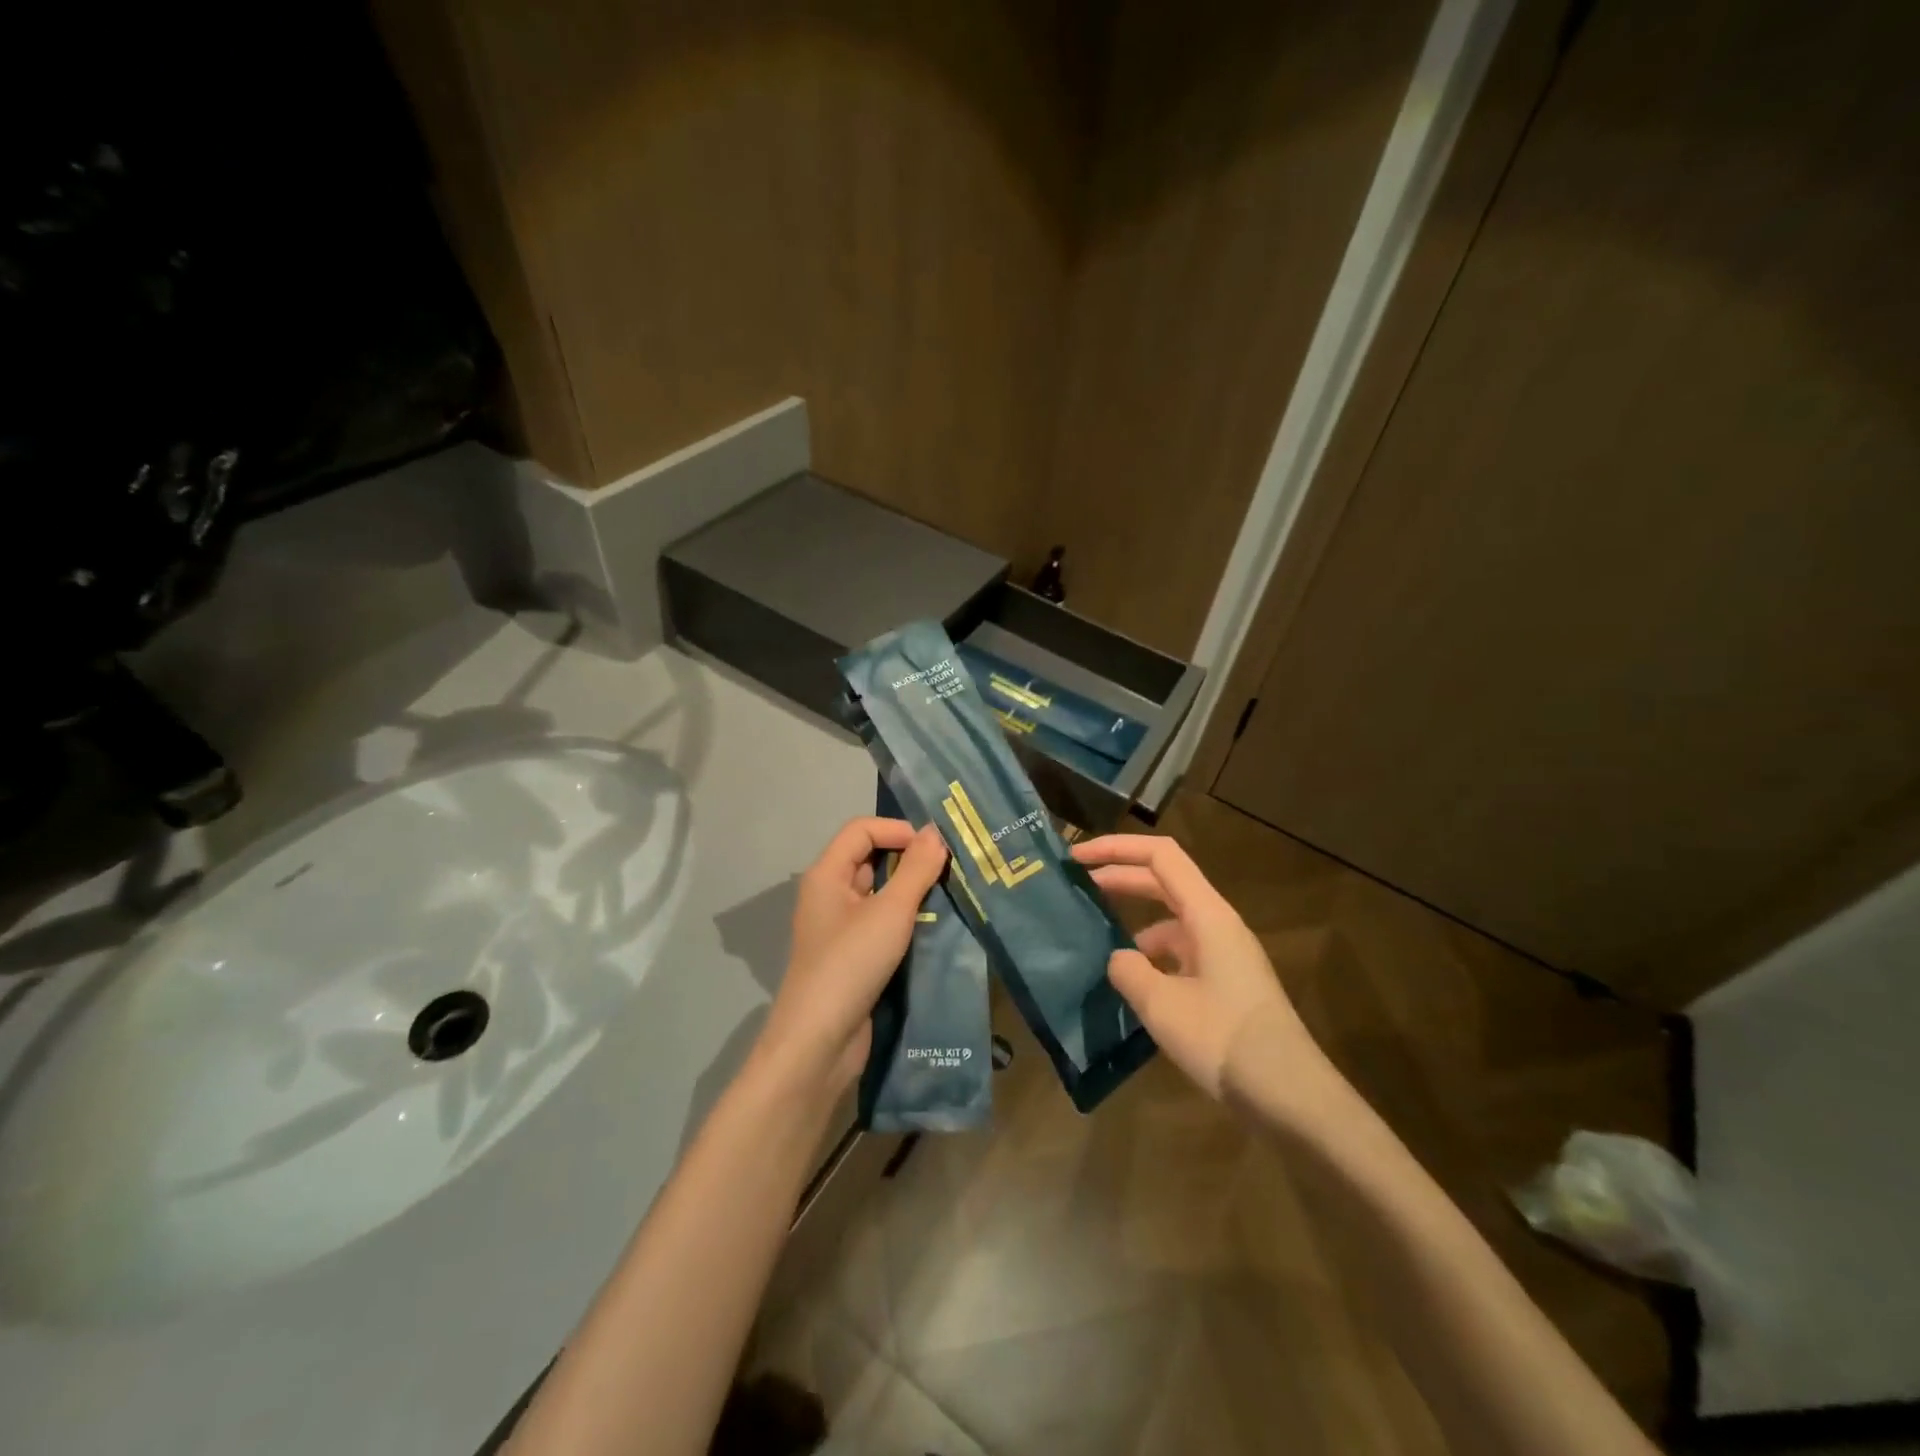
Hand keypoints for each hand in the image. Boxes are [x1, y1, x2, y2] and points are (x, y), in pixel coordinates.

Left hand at [754, 817, 948, 1095]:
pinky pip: (881, 924)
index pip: (861, 830)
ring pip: (879, 894)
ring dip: (911, 892)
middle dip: (909, 859)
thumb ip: (916, 870)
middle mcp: (829, 895)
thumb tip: (934, 832)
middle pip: (870, 859)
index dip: (897, 830)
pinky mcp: (852, 957)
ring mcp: (839, 928)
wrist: (819, 1043)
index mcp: (826, 875)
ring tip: (950, 896)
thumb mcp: (890, 912)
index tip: (936, 846)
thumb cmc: (850, 964)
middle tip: (951, 867)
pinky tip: (934, 929)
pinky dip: (905, 921)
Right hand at [1073, 834, 1319, 1101]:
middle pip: (1164, 882)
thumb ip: (1129, 971)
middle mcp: (1218, 924)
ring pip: (1172, 920)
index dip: (1117, 848)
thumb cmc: (1225, 1040)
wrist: (1291, 1097)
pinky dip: (1152, 957)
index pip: (1160, 857)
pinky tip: (1131, 986)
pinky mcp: (1226, 984)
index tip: (1077, 857)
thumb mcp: (1162, 1005)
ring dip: (1134, 922)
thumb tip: (1119, 959)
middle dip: (1120, 878)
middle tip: (1076, 887)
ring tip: (1096, 943)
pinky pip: (1181, 953)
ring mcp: (1225, 954)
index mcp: (1208, 915)